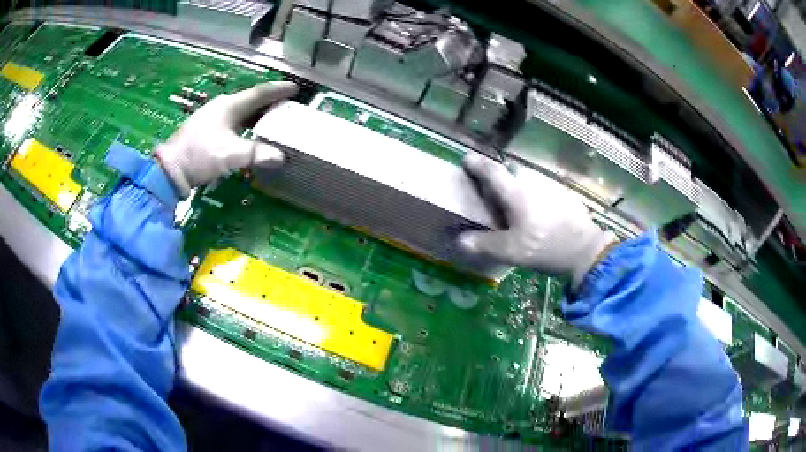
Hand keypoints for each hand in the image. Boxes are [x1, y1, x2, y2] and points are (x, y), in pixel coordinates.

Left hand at [157, 81, 297, 196]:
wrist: (170, 169)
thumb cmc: (200, 156)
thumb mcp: (229, 155)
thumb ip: (256, 154)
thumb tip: (281, 157)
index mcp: (229, 106)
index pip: (259, 93)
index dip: (278, 90)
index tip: (295, 87)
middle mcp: (221, 106)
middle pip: (250, 100)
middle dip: (269, 102)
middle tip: (287, 105)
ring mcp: (211, 117)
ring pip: (240, 111)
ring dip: (257, 114)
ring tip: (272, 119)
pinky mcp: (206, 129)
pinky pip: (232, 120)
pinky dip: (245, 123)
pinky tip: (249, 132)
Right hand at [457, 154, 616, 289]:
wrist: (586, 249)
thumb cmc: (545, 247)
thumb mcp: (511, 251)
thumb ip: (484, 244)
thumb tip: (461, 240)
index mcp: (516, 192)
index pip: (491, 171)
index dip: (477, 165)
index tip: (467, 159)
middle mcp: (532, 182)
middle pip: (510, 173)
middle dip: (499, 178)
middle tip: (492, 193)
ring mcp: (550, 185)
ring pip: (527, 180)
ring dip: (517, 187)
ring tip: (515, 206)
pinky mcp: (563, 193)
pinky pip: (541, 187)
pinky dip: (533, 194)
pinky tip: (538, 213)